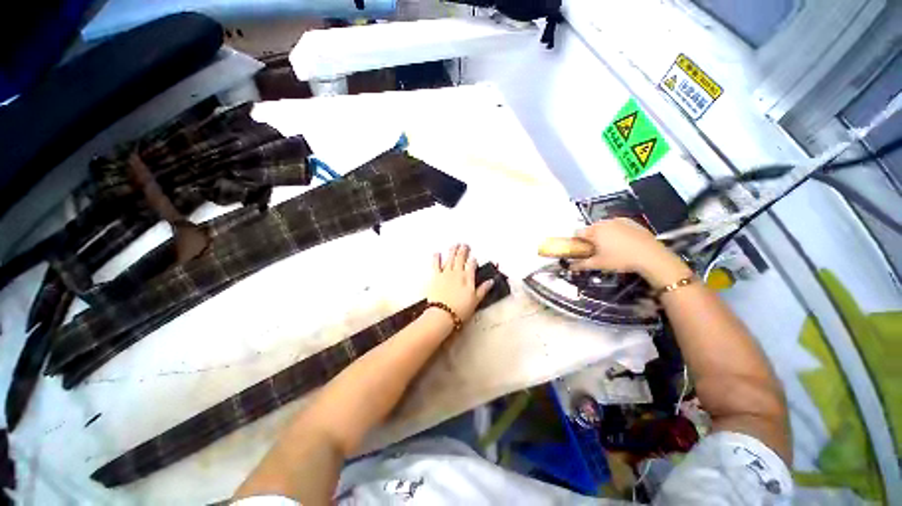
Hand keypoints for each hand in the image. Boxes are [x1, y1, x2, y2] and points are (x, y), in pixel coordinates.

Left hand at [427, 244, 494, 321]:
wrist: (443, 314)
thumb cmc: (460, 309)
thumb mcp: (476, 301)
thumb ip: (483, 289)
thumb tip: (491, 281)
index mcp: (468, 278)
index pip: (472, 265)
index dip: (473, 260)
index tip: (473, 257)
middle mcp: (457, 273)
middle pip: (461, 258)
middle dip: (463, 251)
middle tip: (464, 245)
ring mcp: (446, 273)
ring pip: (450, 258)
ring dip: (452, 250)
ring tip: (454, 245)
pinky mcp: (436, 276)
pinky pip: (436, 264)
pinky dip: (436, 258)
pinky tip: (437, 253)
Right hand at [570, 218, 690, 286]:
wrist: (650, 256)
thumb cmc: (620, 259)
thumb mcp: (598, 264)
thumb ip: (581, 264)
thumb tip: (569, 267)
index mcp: (594, 231)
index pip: (578, 233)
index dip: (578, 242)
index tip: (583, 250)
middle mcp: (604, 222)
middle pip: (590, 228)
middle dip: (591, 238)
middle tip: (597, 250)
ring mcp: (618, 220)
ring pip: (604, 226)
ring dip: (603, 234)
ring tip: (611, 247)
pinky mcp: (630, 221)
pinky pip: (616, 225)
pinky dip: (615, 231)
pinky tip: (622, 242)